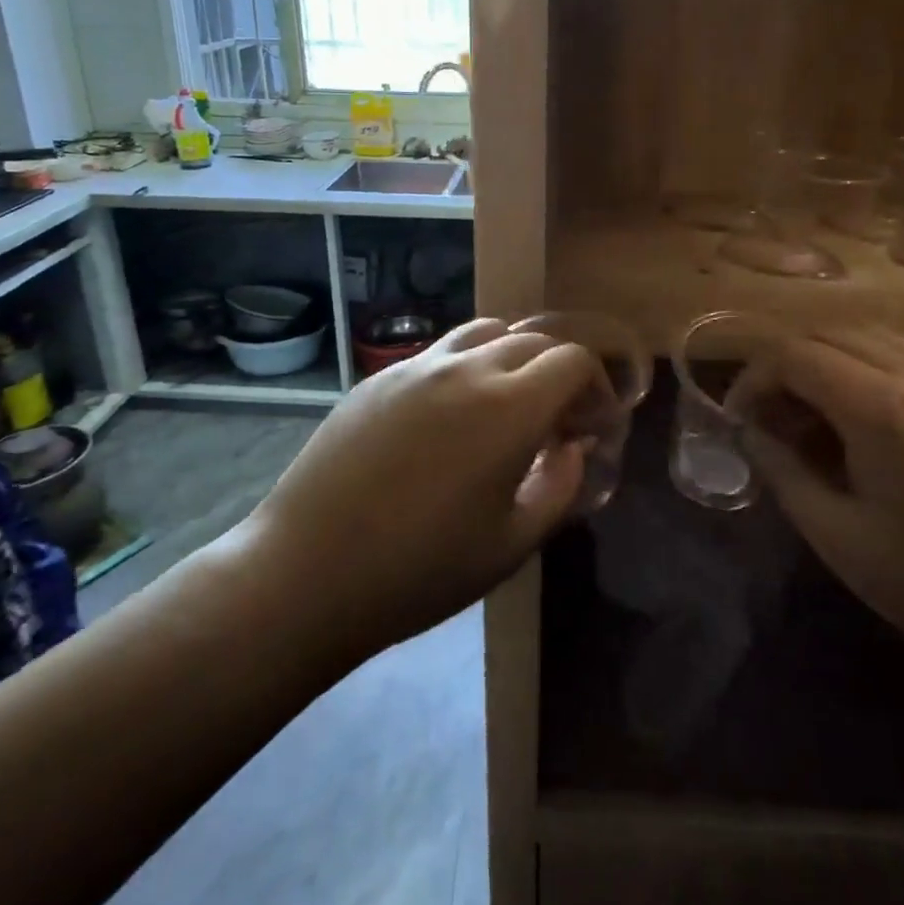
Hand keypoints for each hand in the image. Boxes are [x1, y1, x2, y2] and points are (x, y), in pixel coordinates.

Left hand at [240, 318, 606, 656]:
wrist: (308, 571)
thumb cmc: (421, 570)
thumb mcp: (512, 543)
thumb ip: (561, 486)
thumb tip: (574, 447)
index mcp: (508, 407)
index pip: (572, 361)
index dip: (595, 387)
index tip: (592, 425)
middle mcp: (466, 368)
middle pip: (532, 341)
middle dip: (559, 372)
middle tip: (557, 420)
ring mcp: (416, 366)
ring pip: (484, 333)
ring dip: (512, 358)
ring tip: (507, 404)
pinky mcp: (379, 376)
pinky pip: (439, 352)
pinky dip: (466, 366)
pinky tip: (451, 415)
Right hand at [737, 328, 903, 692]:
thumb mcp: (839, 538)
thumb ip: (784, 472)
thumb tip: (753, 433)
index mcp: (881, 407)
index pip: (794, 353)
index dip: (752, 377)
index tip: (739, 419)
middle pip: (829, 332)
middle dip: (784, 363)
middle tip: (769, 415)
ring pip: (871, 334)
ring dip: (826, 358)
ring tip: (812, 412)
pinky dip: (867, 365)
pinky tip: (866, 418)